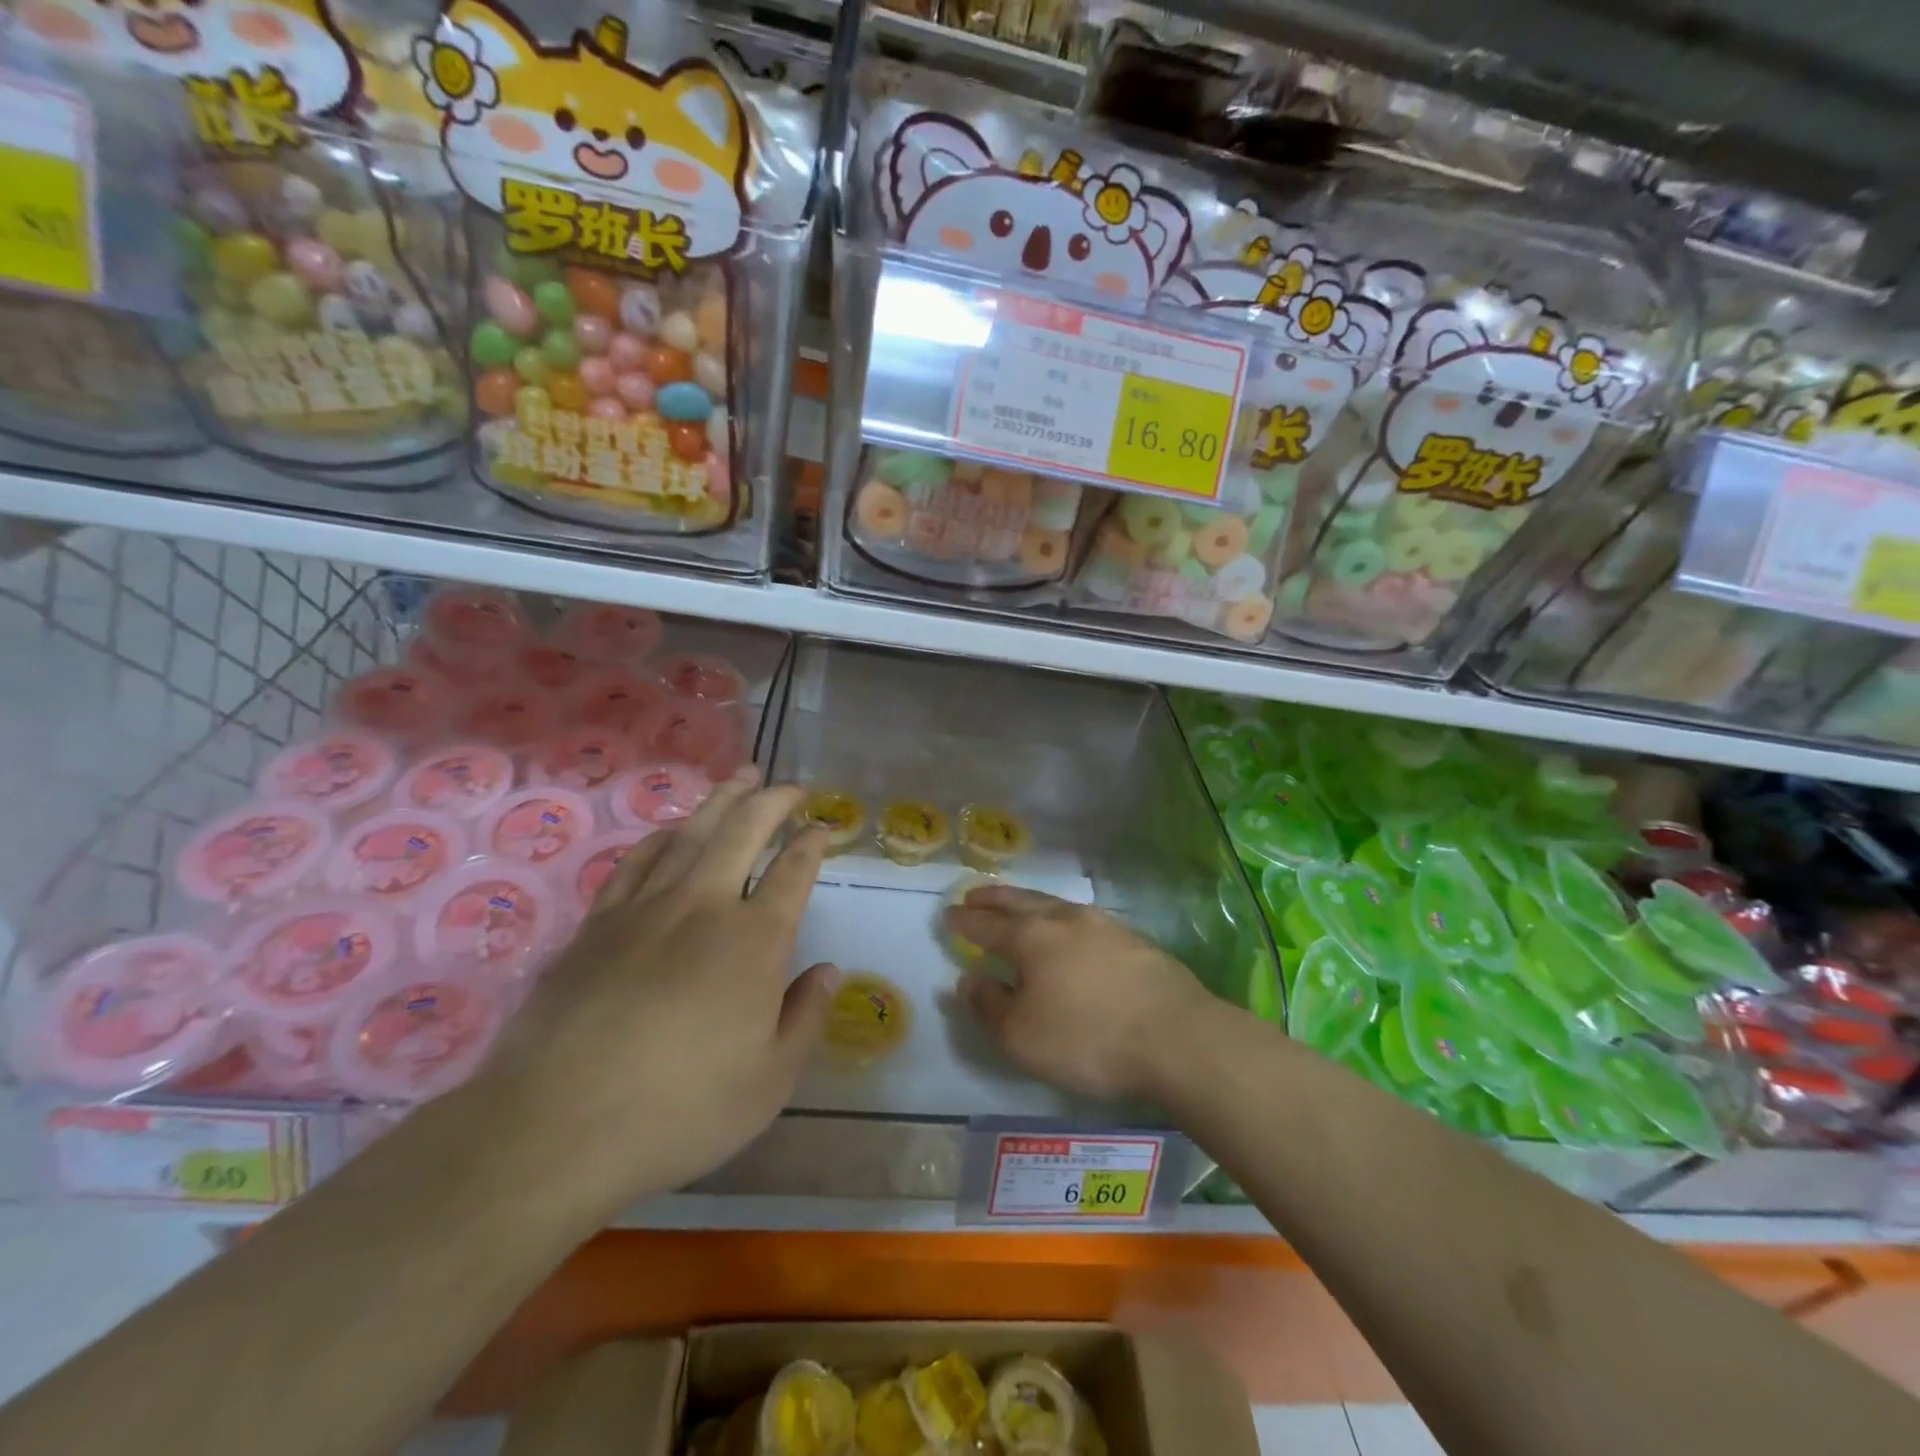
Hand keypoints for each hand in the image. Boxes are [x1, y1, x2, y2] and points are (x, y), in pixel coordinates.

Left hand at [479, 770, 835, 1213]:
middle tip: (791, 786)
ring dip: (722, 800)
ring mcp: (645, 908)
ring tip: (741, 777)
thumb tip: (828, 972)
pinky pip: (637, 861)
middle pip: (744, 830)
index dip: (813, 843)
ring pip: (691, 833)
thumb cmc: (680, 1110)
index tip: (824, 828)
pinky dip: (663, 836)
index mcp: (755, 940)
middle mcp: (704, 906)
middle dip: (773, 801)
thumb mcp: (770, 1081)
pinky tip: (671, 830)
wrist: (556, 1127)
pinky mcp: (598, 923)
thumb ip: (806, 1018)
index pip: (793, 872)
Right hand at [946, 886, 1214, 1102]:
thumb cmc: (1088, 1039)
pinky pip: (1084, 920)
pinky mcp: (1134, 940)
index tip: (949, 915)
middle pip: (1021, 902)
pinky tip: (1069, 930)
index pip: (988, 925)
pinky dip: (1062, 918)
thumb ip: (989, 1006)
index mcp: (1032, 938)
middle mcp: (1065, 920)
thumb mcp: (1022, 1038)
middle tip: (975, 894)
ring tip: (1018, 905)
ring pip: (1055, 904)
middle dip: (994, 898)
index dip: (965, 922)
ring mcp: (1104, 926)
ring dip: (1029, 902)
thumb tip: (969, 980)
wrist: (1177, 1037)